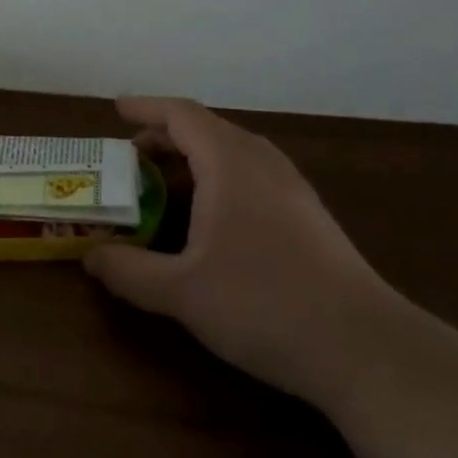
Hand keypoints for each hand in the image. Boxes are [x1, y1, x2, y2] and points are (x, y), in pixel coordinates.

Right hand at [83, 97, 398, 401]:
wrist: (366, 349)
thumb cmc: (264, 304)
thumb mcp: (181, 292)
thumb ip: (128, 271)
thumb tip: (90, 256)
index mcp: (229, 162)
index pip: (180, 114)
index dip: (145, 108)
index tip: (115, 110)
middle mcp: (262, 162)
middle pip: (206, 128)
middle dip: (163, 137)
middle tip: (130, 162)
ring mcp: (291, 187)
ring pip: (232, 152)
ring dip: (193, 159)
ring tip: (165, 187)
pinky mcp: (308, 215)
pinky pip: (251, 175)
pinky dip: (218, 178)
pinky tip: (211, 220)